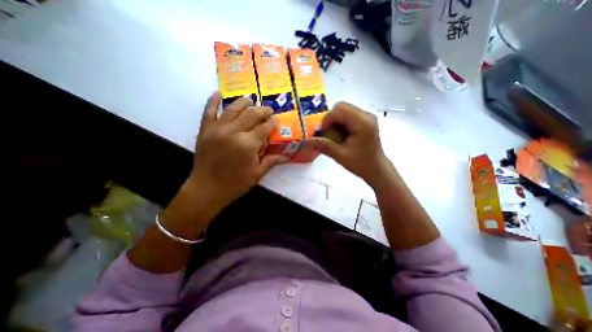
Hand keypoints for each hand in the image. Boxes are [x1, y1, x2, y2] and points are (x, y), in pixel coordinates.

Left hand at [184, 91, 286, 208]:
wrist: (207, 189)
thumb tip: (287, 157)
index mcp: (248, 145)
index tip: (277, 120)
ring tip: (250, 101)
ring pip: (233, 108)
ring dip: (244, 102)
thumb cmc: (235, 184)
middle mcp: (234, 132)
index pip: (265, 127)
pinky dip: (213, 101)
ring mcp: (217, 129)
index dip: (272, 122)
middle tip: (268, 110)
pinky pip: (208, 111)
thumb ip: (271, 161)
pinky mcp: (205, 130)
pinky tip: (218, 93)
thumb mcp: (257, 174)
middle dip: (262, 110)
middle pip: (251, 114)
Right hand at [310, 102, 391, 187]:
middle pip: (341, 106)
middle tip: (330, 135)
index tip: (326, 135)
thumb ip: (323, 146)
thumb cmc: (361, 165)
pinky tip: (343, 135)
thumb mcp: (340, 156)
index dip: (327, 121)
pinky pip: (348, 115)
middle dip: (331, 120)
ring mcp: (367, 116)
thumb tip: (306, 141)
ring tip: (337, 136)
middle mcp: (366, 115)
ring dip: (336, 121)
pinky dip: (341, 123)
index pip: (338, 110)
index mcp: (362, 123)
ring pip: (344, 109)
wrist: (377, 170)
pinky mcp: (366, 120)